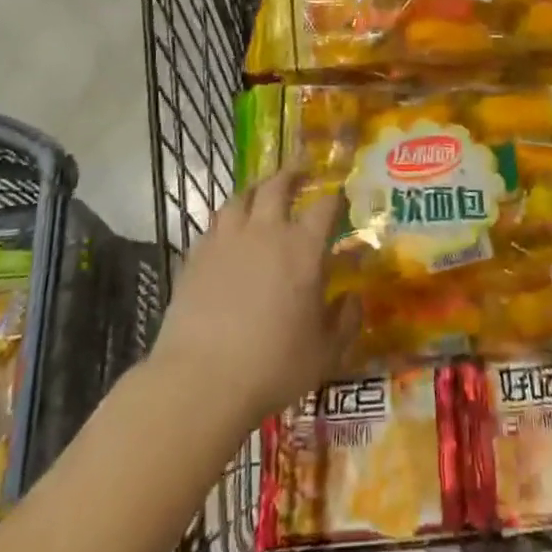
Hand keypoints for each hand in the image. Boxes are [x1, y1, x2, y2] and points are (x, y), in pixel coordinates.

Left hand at [147, 166, 357, 426]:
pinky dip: (227, 220)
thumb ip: (347, 320)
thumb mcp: (326, 352)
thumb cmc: (274, 365)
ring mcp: (226, 240)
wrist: (201, 380)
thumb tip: (355, 297)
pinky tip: (229, 233)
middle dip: (292, 173)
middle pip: (277, 185)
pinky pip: (214, 224)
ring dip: (255, 190)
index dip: (336, 198)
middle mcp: (266, 232)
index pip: (326, 206)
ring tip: (262, 194)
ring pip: (240, 197)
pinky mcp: (196, 257)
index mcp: (303, 248)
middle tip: (301, 170)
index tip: (341, 198)